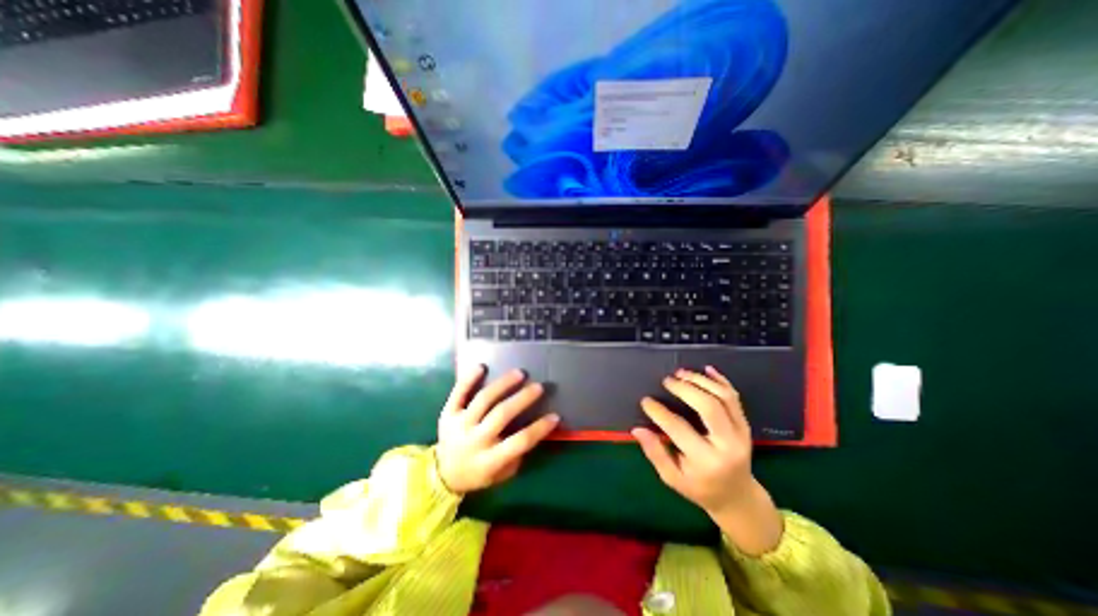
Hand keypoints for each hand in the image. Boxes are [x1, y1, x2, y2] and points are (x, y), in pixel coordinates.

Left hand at [435, 365, 561, 495]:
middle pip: (501, 415)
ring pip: (483, 400)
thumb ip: (517, 455)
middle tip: (539, 387)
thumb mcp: (501, 474)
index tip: (555, 416)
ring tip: (519, 373)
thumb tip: (536, 429)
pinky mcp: (448, 414)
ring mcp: (459, 425)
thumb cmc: (479, 473)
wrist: (443, 474)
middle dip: (523, 399)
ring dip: (503, 384)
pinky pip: (458, 393)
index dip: (539, 428)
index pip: (519, 442)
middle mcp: (474, 440)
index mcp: (489, 460)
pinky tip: (482, 366)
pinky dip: (469, 379)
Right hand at [632, 368, 785, 554]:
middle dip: (686, 389)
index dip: (659, 412)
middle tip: (667, 380)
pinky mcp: (745, 425)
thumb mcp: (673, 478)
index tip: (646, 401)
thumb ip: (655, 453)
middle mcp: (727, 445)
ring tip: (681, 373)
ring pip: (724, 397)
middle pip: (709, 406)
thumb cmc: (700, 488)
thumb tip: (637, 430)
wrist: (738, 496)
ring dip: (701, 381)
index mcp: (706, 461)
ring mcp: (741, 433)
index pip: (679, 428)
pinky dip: (720, 380)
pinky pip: (735, 397)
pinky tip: (706, 369)